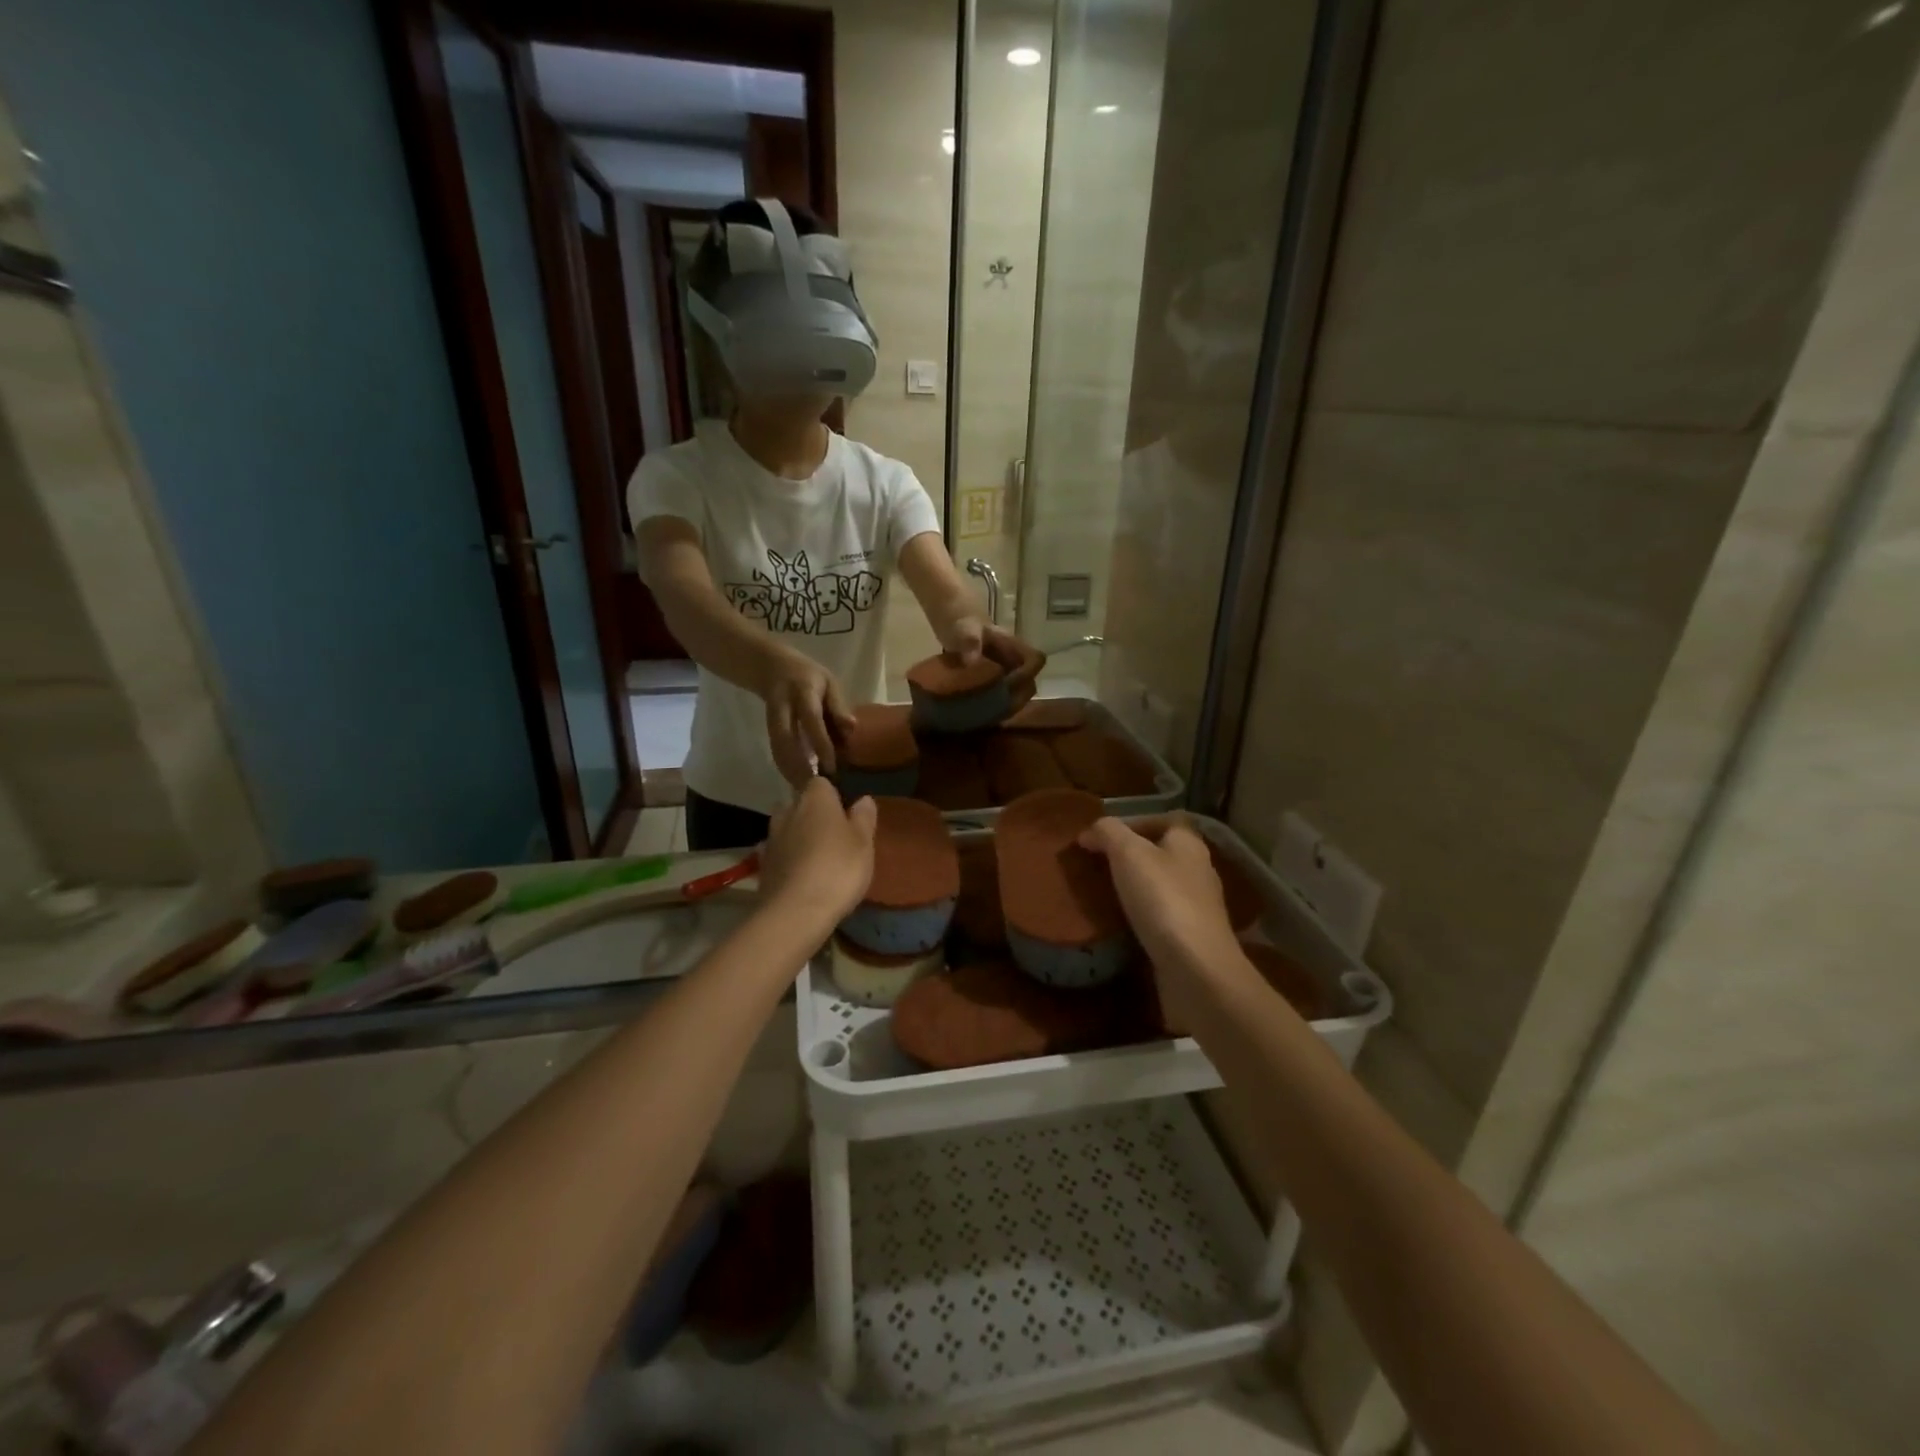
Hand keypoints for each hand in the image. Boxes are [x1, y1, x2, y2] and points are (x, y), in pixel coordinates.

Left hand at [758, 779, 877, 927]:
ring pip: (788, 828)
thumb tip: (863, 799)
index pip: (821, 782)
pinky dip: (788, 859)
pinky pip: (780, 853)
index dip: (833, 795)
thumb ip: (864, 818)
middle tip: (834, 836)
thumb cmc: (838, 869)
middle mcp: (788, 810)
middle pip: (801, 804)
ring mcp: (771, 838)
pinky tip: (801, 876)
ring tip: (818, 858)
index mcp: (815, 798)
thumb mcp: (864, 843)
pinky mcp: (763, 865)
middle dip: (813, 814)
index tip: (846, 812)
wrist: (795, 913)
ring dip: (799, 837)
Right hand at [760, 650, 853, 786]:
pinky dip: (785, 769)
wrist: (772, 668)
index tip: (831, 767)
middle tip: (814, 788)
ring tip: (806, 792)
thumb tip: (852, 729)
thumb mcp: (829, 682)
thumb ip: (838, 706)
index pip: (811, 720)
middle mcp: (783, 706)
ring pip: (777, 749)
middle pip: (786, 739)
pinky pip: (776, 751)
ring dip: (790, 772)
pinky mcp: (767, 729)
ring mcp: (772, 718)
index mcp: (803, 691)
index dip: (820, 743)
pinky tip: (796, 784)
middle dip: (799, 766)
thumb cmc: (810, 676)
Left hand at [934, 620, 1042, 709]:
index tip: (1009, 686)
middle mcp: (1011, 656)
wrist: (947, 611)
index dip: (1028, 675)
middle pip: (1029, 679)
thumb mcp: (964, 628)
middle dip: (1019, 695)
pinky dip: (994, 700)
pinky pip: (998, 689)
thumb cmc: (960, 618)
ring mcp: (1000, 665)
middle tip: (1000, 708)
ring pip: (1016, 686)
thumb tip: (972, 663)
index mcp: (1011, 645)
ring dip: (1008, 700)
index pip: (1035, 660)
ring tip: (992, 713)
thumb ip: (970, 643)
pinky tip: (981, 710)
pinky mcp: (988, 673)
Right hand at [1079, 816, 1249, 1027]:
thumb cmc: (1163, 899)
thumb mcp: (1128, 854)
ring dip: (1137, 886)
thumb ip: (1108, 833)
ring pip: (1164, 885)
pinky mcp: (1192, 938)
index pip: (1169, 819)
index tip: (1106, 835)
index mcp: (1189, 844)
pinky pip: (1163, 916)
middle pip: (1165, 852)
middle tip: (1099, 863)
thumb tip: (1090, 832)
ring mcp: (1198, 907)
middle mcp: (1199, 871)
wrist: (1196, 969)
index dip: (1138, 821)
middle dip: (1133, 855)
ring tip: (1104, 893)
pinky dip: (1143, 915)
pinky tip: (1121, 923)